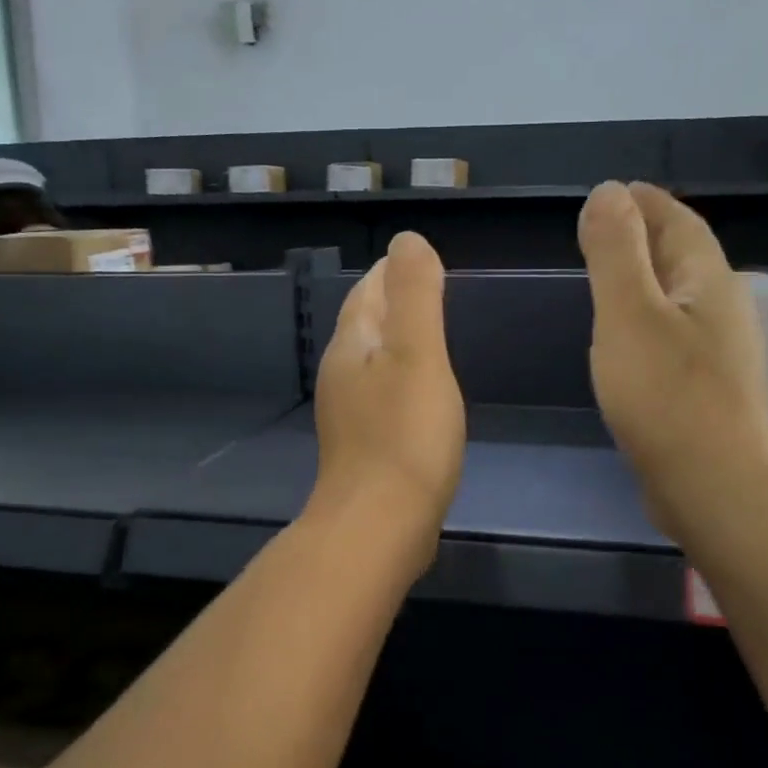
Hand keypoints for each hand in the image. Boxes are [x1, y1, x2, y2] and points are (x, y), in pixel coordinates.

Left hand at [309, 232, 465, 568]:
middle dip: (390, 302)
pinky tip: (419, 394)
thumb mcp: (418, 354)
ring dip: (394, 341)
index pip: (367, 292)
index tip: (416, 259)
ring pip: (371, 361)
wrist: (379, 526)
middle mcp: (341, 375)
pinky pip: (381, 396)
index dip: (390, 272)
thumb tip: (407, 241)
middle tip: (426, 289)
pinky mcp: (362, 447)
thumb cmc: (405, 435)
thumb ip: (415, 295)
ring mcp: (348, 414)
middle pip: (364, 324)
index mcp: (352, 346)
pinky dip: (399, 379)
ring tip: (425, 335)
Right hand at [577, 182, 767, 538]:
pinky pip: (675, 332)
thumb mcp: (629, 313)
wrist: (714, 487)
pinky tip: (629, 338)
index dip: (646, 202)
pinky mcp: (708, 388)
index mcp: (707, 280)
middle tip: (604, 230)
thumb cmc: (666, 395)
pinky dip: (649, 318)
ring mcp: (720, 351)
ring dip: (648, 278)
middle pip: (684, 255)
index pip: (678, 221)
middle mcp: (722, 308)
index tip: (615, 191)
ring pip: (680, 296)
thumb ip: (616, 251)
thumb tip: (608, 191)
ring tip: (610, 278)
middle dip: (647, 235)